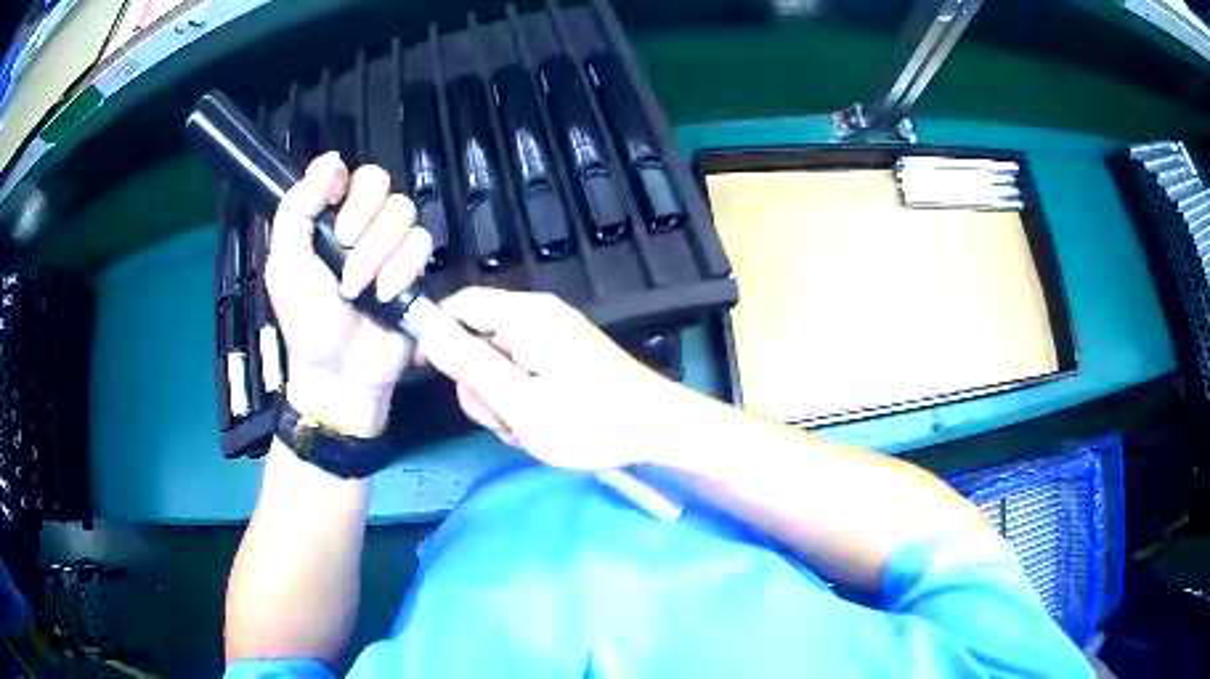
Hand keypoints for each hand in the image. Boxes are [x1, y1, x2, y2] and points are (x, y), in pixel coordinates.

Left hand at [266, 152, 431, 436]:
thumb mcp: (285, 264)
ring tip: (359, 286)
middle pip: (380, 183)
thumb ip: (297, 209)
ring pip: (402, 212)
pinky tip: (385, 293)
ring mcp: (390, 244)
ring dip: (378, 251)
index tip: (331, 207)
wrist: (341, 371)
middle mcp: (361, 224)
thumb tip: (330, 159)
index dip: (343, 185)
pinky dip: (402, 269)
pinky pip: (422, 243)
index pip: (347, 173)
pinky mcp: (416, 267)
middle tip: (342, 251)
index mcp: (327, 218)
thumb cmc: (307, 321)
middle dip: (361, 220)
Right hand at [424, 287, 673, 470]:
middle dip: (479, 383)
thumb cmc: (590, 420)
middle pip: (476, 337)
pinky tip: (542, 421)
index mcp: (525, 314)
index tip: (431, 373)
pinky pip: (520, 370)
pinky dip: (521, 398)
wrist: (656, 428)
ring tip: (528, 425)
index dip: (435, 333)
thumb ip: (468, 365)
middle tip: (504, 417)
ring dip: (501, 398)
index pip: (459, 304)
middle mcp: (536, 314)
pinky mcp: (561, 352)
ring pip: (496, 361)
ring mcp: (551, 334)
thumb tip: (425, 332)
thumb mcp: (520, 403)